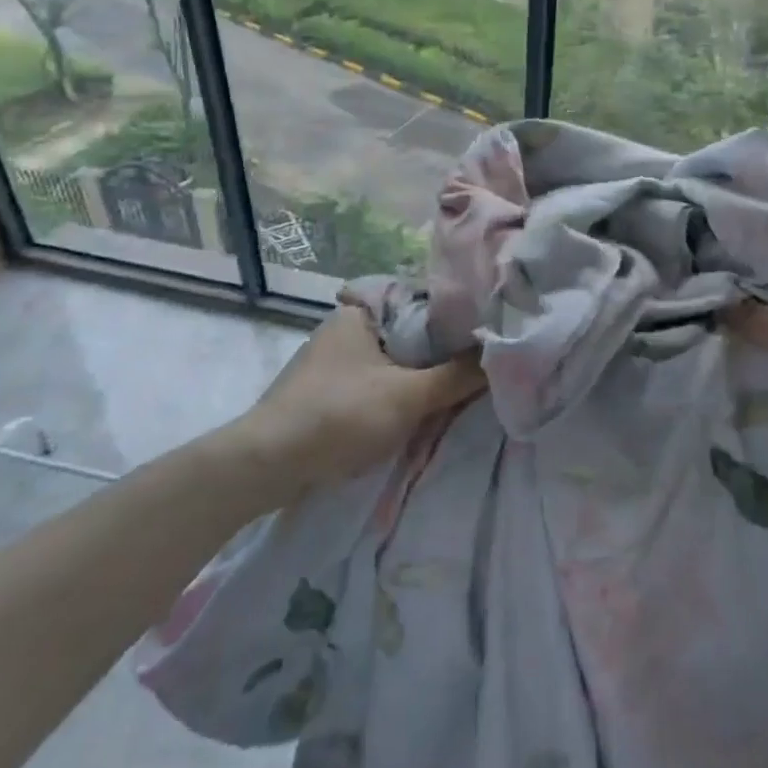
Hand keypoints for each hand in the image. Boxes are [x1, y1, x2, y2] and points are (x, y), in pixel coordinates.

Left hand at [237, 304, 484, 493]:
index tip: (488, 332)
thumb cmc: (340, 415)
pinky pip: (374, 385)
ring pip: (393, 363)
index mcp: (361, 312)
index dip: (456, 317)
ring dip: (419, 379)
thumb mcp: (407, 396)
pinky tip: (417, 412)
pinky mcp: (324, 393)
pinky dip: (396, 395)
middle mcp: (345, 328)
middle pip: (409, 335)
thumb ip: (456, 376)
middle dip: (440, 353)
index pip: (421, 302)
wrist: (266, 465)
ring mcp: (332, 362)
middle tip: (480, 366)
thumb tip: (502, 355)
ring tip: (458, 389)